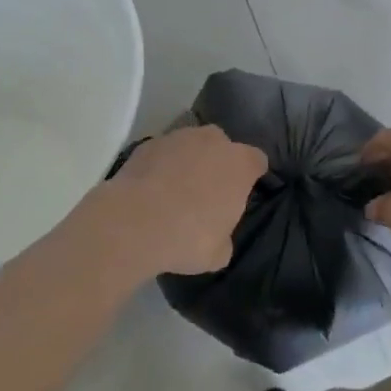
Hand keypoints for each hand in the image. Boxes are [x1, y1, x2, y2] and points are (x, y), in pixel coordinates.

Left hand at [83, 125, 266, 277]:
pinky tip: (152, 188)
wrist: (133, 222)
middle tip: (208, 191)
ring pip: (191, 144)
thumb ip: (225, 236)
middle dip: (219, 163)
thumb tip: (218, 234)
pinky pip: (163, 152)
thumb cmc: (187, 237)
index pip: (257, 161)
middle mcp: (213, 141)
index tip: (244, 192)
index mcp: (239, 164)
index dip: (252, 176)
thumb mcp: (218, 253)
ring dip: (189, 161)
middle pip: (223, 146)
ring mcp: (178, 137)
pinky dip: (162, 165)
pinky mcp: (149, 143)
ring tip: (176, 189)